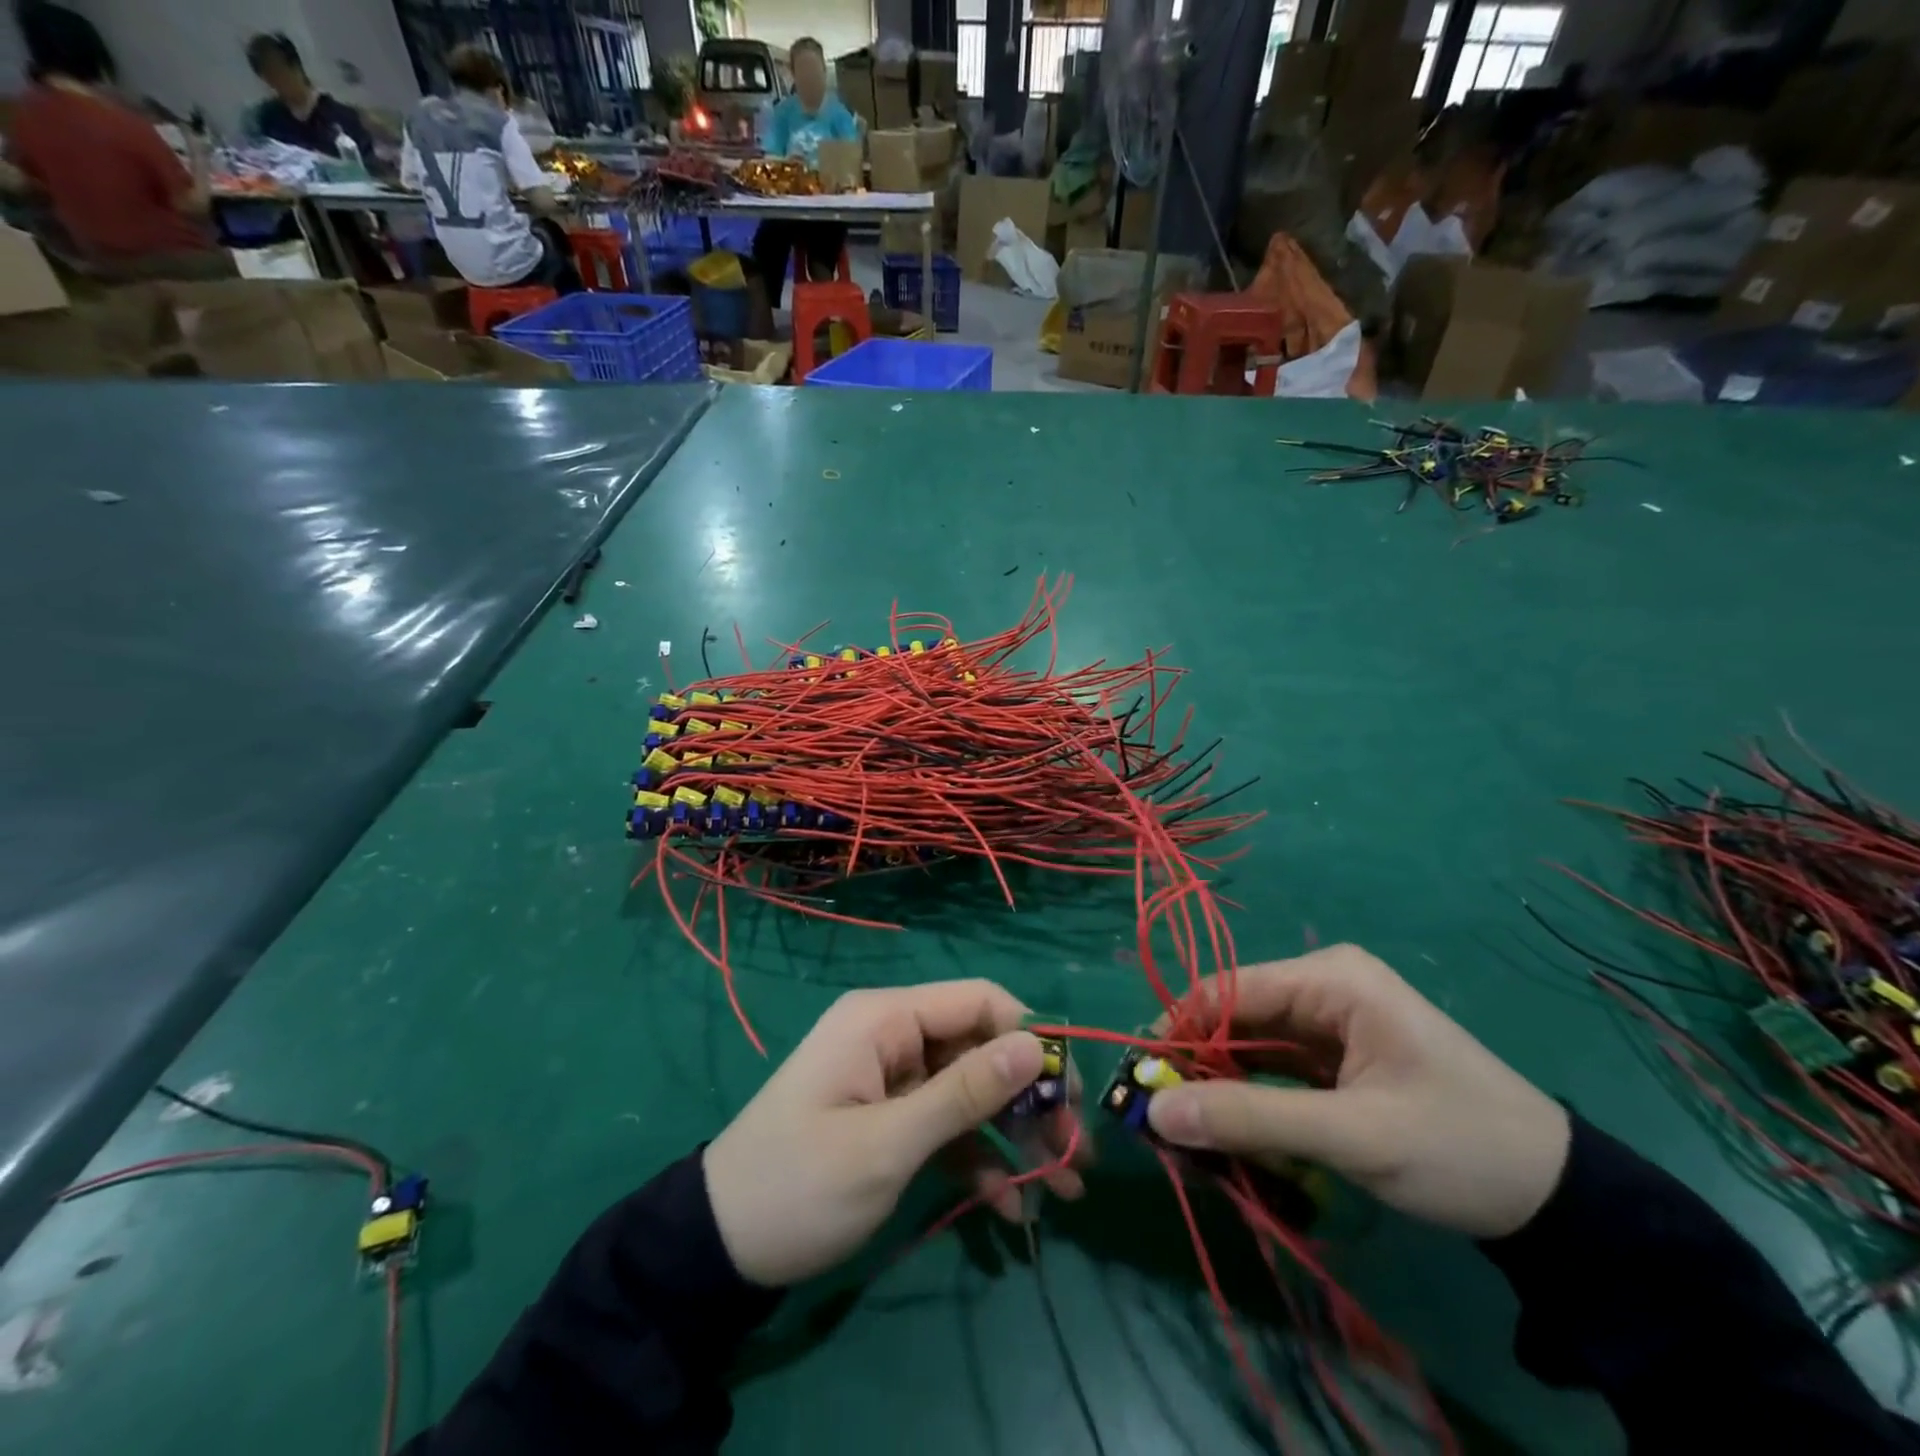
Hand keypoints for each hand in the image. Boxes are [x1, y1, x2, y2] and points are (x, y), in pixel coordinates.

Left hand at [703, 981, 1085, 1286]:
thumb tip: (1035, 1045)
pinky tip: (1010, 1209)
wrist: (720, 1249)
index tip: (1068, 1093)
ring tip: (1063, 1189)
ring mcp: (893, 1079)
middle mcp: (894, 1036)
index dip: (1030, 1038)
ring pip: (972, 1091)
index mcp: (886, 1019)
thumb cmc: (801, 1185)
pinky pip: (948, 1125)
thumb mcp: (888, 1144)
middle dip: (1029, 1100)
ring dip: (1016, 1137)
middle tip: (1074, 1154)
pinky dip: (980, 1160)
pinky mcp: (892, 1118)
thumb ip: (965, 1092)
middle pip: (982, 1049)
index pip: (979, 1001)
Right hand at [1147, 945, 1570, 1238]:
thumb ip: (1249, 1118)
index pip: (1225, 990)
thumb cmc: (1457, 1147)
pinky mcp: (1337, 1056)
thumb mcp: (1350, 1134)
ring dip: (1221, 1085)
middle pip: (1234, 1015)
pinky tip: (1230, 1130)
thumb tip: (1157, 1112)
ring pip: (1250, 1044)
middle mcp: (1323, 985)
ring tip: (1191, 1133)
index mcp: (1329, 978)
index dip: (1176, 1031)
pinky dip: (1251, 1097)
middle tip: (1165, 1121)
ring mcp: (1331, 1021)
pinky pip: (1275, 1067)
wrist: (1560, 1201)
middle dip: (1197, 1064)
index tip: (1142, 1083)